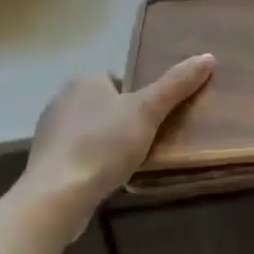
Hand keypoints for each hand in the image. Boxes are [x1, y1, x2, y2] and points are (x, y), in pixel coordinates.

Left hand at [20, 55, 215, 205]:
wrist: (57, 197)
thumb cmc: (104, 144)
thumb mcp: (148, 111)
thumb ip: (176, 84)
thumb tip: (208, 57)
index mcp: (85, 81)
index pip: (119, 81)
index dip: (138, 98)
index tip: (155, 118)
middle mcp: (61, 100)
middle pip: (105, 106)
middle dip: (123, 121)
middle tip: (148, 140)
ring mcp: (49, 133)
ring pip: (90, 131)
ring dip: (106, 144)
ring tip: (129, 162)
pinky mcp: (44, 164)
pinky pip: (76, 156)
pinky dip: (91, 164)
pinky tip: (104, 179)